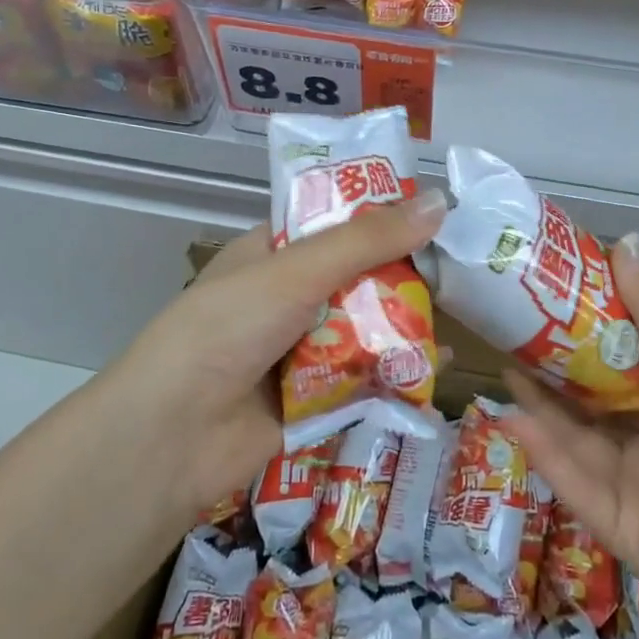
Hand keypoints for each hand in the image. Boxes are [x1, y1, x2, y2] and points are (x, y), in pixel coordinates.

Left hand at [100, 191, 446, 521]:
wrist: (173, 437)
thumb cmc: (228, 328)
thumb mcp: (297, 271)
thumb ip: (368, 241)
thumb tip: (440, 202)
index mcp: (272, 254)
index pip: (335, 224)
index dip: (381, 217)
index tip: (436, 213)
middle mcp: (286, 297)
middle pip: (357, 278)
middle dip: (404, 274)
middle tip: (461, 266)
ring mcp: (299, 350)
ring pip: (365, 328)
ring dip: (406, 323)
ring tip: (465, 309)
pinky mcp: (314, 400)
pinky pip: (366, 378)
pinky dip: (399, 372)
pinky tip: (440, 366)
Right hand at [504, 234, 638, 638]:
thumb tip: (623, 240)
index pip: (626, 356)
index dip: (589, 324)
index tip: (551, 290)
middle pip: (594, 396)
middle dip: (554, 363)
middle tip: (510, 326)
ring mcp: (635, 485)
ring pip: (577, 436)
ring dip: (540, 403)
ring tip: (501, 363)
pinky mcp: (615, 528)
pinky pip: (572, 482)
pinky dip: (542, 451)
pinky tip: (511, 417)